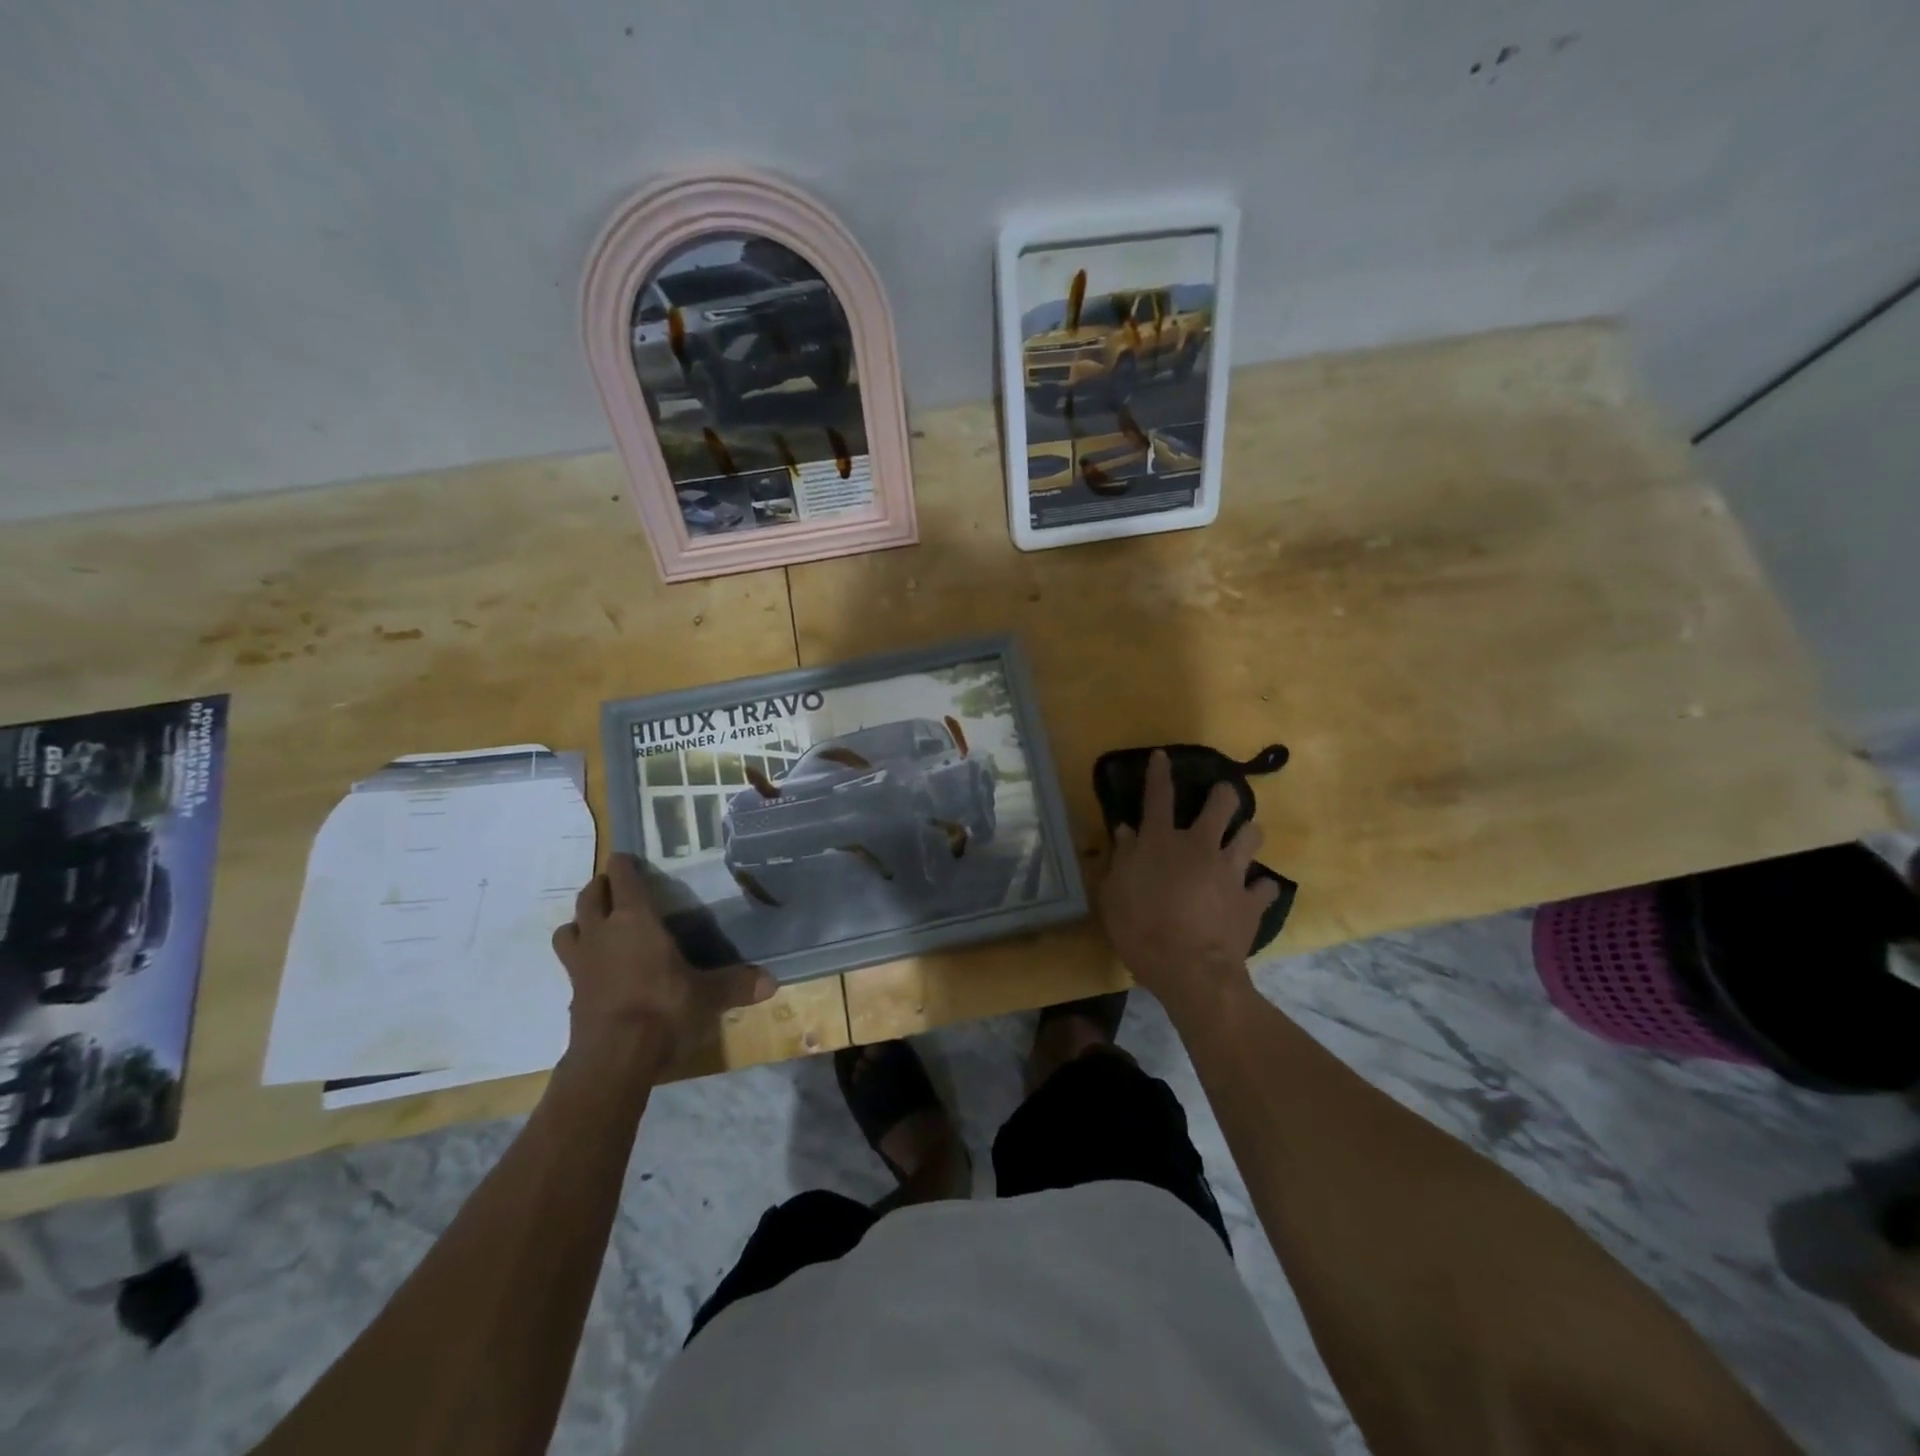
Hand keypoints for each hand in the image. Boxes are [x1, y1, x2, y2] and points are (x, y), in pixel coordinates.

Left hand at [551, 854, 775, 1074]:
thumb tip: (773, 982)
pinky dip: (580, 958)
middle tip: (616, 888)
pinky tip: (597, 970)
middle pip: (590, 897)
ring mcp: (581, 963)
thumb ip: (737, 984)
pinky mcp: (572, 993)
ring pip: (569, 928)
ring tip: (598, 925)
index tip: (627, 857)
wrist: (613, 1058)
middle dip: (601, 887)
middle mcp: (603, 933)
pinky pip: (570, 963)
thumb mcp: (707, 996)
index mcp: (635, 920)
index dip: (624, 865)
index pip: (623, 879)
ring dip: (581, 921)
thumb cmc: (662, 1009)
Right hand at [1098, 750, 1277, 1016]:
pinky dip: (1260, 887)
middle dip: (1225, 794)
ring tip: (1242, 841)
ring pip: (1252, 835)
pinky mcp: (1252, 900)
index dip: (1159, 773)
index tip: (1162, 756)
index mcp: (1161, 842)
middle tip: (1223, 797)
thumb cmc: (1140, 929)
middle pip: (1222, 804)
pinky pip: (1266, 885)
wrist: (1190, 970)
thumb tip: (1127, 832)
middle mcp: (1200, 846)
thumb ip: (1121, 859)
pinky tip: (1255, 892)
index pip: (1158, 797)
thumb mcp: (1114, 894)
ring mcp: (1231, 871)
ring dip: (1247, 834)